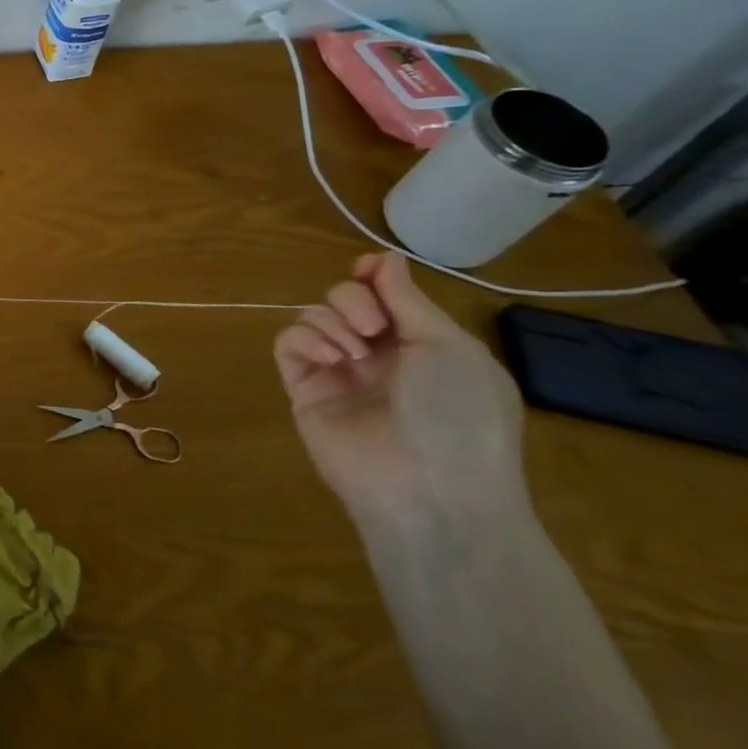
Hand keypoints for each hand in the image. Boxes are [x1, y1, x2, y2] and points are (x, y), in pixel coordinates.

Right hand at [273, 253, 527, 534]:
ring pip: (314, 316)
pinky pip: (289, 343)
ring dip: (331, 322)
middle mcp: (379, 355)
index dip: (374, 276)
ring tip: (352, 353)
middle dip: (353, 299)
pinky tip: (330, 360)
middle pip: (345, 299)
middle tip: (371, 327)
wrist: (430, 491)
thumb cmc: (459, 416)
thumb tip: (384, 257)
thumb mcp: (448, 348)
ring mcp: (339, 373)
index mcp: (423, 346)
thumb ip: (408, 299)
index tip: (367, 268)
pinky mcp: (304, 388)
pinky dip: (305, 340)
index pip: (387, 295)